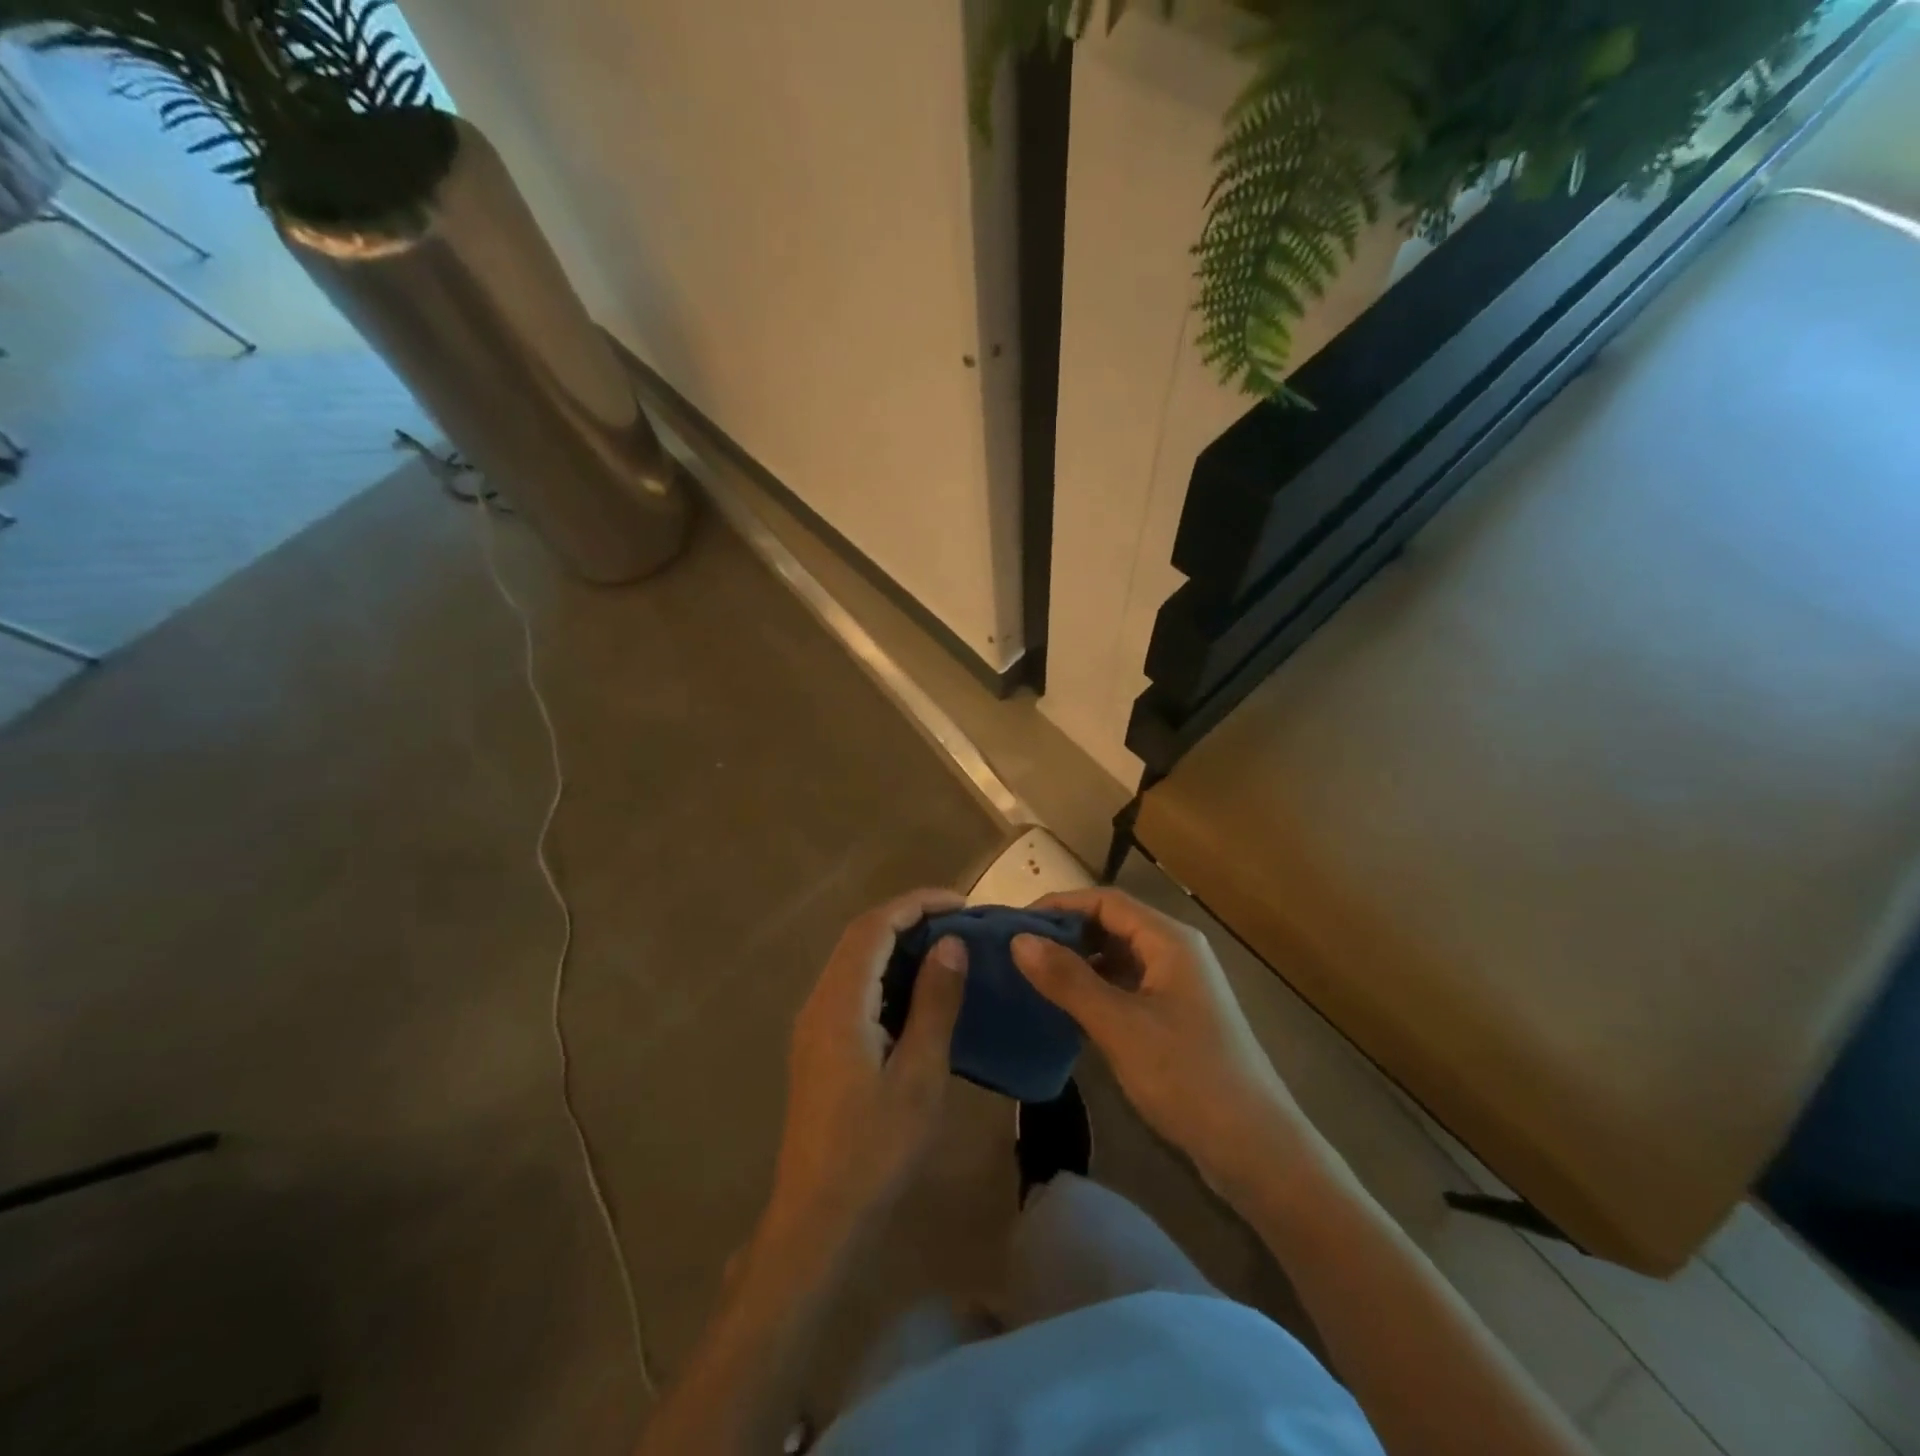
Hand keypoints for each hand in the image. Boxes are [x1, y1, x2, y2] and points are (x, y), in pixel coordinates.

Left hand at [767, 888, 968, 1244]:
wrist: (818, 1217)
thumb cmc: (875, 1149)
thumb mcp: (919, 1075)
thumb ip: (934, 1003)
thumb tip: (951, 945)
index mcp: (840, 1004)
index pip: (874, 926)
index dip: (917, 904)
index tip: (962, 905)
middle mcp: (819, 1002)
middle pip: (860, 937)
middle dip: (909, 918)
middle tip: (960, 923)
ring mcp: (814, 1024)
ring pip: (855, 961)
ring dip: (897, 944)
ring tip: (946, 949)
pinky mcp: (819, 1045)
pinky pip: (853, 987)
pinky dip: (886, 973)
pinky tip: (918, 992)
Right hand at [1012, 889, 1293, 1176]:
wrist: (1257, 1150)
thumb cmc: (1188, 1076)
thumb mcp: (1120, 1026)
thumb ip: (1068, 980)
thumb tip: (1018, 939)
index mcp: (1170, 940)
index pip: (1105, 901)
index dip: (1059, 906)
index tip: (1015, 924)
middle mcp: (1176, 952)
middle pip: (1113, 924)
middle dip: (1066, 933)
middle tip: (1017, 952)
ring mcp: (1179, 986)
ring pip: (1119, 957)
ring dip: (1079, 962)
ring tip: (1034, 977)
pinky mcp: (1177, 1017)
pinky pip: (1128, 986)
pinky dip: (1097, 988)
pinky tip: (1069, 1009)